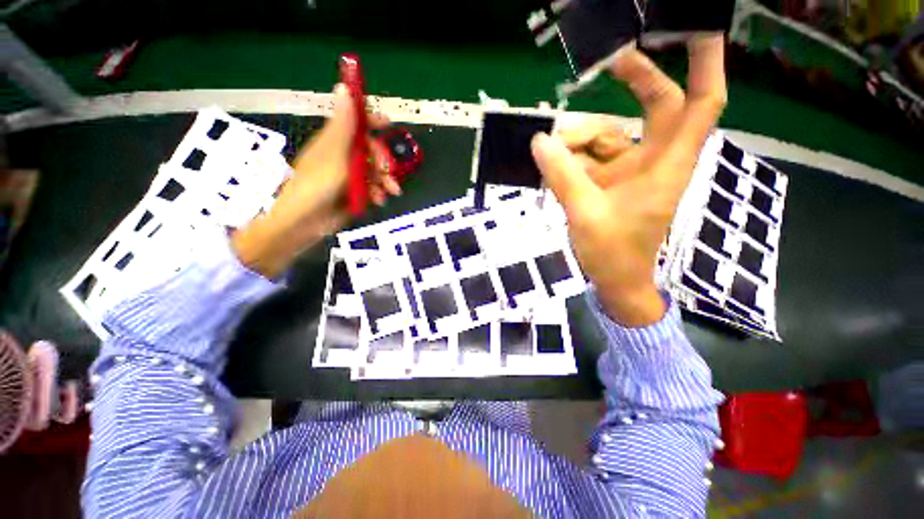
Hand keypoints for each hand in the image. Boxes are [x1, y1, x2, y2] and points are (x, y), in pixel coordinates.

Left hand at [233, 84, 401, 277]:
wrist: (306, 222)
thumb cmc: (317, 184)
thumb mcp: (334, 153)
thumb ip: (344, 125)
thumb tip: (344, 87)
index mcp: (335, 141)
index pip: (355, 123)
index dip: (371, 120)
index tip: (389, 124)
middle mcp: (343, 156)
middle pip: (372, 150)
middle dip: (384, 161)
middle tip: (389, 173)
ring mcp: (349, 176)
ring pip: (375, 171)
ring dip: (385, 181)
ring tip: (389, 192)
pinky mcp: (354, 193)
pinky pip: (372, 188)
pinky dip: (378, 193)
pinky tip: (379, 200)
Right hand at [531, 35, 726, 326]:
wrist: (615, 281)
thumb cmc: (613, 253)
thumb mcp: (584, 213)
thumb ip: (562, 175)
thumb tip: (539, 141)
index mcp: (666, 165)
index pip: (701, 103)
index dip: (706, 63)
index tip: (696, 27)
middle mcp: (654, 160)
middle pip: (656, 106)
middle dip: (636, 80)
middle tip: (605, 63)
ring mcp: (630, 171)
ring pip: (609, 135)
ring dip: (579, 138)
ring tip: (550, 153)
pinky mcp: (611, 182)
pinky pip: (591, 158)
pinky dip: (571, 158)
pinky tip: (551, 165)